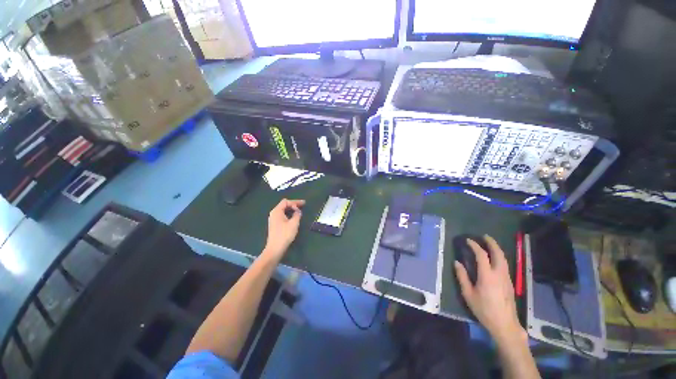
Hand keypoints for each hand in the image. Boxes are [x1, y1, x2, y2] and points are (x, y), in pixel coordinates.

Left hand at [263, 199, 304, 260]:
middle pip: (284, 205)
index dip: (295, 202)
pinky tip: (294, 217)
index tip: (303, 205)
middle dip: (294, 204)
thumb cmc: (285, 235)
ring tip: (299, 211)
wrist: (275, 248)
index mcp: (277, 211)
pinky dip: (289, 214)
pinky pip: (282, 215)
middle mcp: (274, 213)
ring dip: (291, 209)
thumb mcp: (294, 223)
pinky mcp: (275, 224)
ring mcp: (273, 219)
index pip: (286, 202)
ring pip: (283, 210)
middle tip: (303, 206)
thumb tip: (298, 211)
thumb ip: (297, 214)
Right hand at [454, 235, 525, 345]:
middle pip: (498, 254)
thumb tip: (457, 262)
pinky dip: (499, 257)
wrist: (505, 324)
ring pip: (504, 259)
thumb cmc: (484, 309)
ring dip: (497, 249)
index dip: (475, 245)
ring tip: (490, 244)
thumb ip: (462, 277)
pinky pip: (505, 265)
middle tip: (484, 236)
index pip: (482, 255)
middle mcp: (499, 274)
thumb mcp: (468, 294)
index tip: (468, 240)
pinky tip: (495, 259)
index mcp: (487, 276)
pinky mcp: (510, 283)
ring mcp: (507, 278)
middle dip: (492, 243)